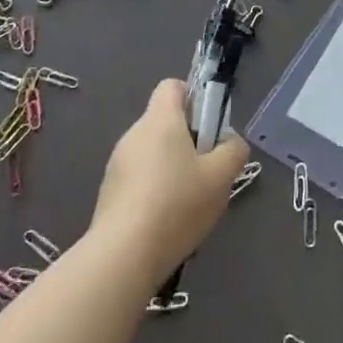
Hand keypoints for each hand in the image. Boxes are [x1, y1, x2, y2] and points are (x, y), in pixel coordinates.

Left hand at [91, 79, 247, 283]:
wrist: (123, 256)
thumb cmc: (177, 204)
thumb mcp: (221, 177)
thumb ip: (233, 150)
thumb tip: (230, 142)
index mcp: (160, 120)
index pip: (173, 86)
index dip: (194, 98)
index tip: (209, 128)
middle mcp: (134, 133)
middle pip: (165, 122)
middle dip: (189, 141)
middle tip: (208, 171)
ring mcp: (118, 164)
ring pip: (153, 153)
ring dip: (172, 168)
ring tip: (190, 203)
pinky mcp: (109, 192)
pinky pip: (140, 179)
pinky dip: (155, 190)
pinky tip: (167, 221)